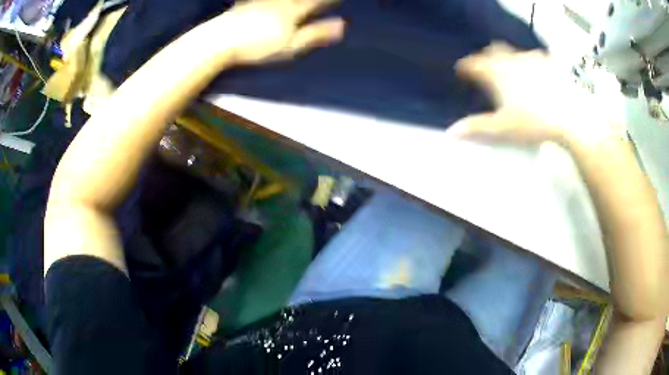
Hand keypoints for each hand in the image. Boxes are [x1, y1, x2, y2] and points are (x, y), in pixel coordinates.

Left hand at [212, 0, 344, 63]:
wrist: (222, 41)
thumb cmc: (257, 47)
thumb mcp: (291, 46)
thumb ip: (316, 33)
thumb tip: (343, 25)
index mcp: (293, 12)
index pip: (316, 1)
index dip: (328, 0)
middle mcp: (279, 1)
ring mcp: (262, 1)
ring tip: (295, 0)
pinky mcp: (246, 3)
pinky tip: (258, 0)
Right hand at [451, 43, 621, 145]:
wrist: (571, 117)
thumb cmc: (534, 123)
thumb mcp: (503, 128)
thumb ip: (477, 127)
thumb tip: (450, 132)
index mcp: (496, 73)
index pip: (473, 63)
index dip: (465, 66)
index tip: (462, 71)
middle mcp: (511, 59)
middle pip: (493, 50)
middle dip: (488, 57)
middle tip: (490, 70)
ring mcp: (532, 58)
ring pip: (515, 52)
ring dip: (511, 59)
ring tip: (515, 73)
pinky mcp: (551, 62)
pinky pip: (538, 57)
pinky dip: (534, 63)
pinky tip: (540, 74)